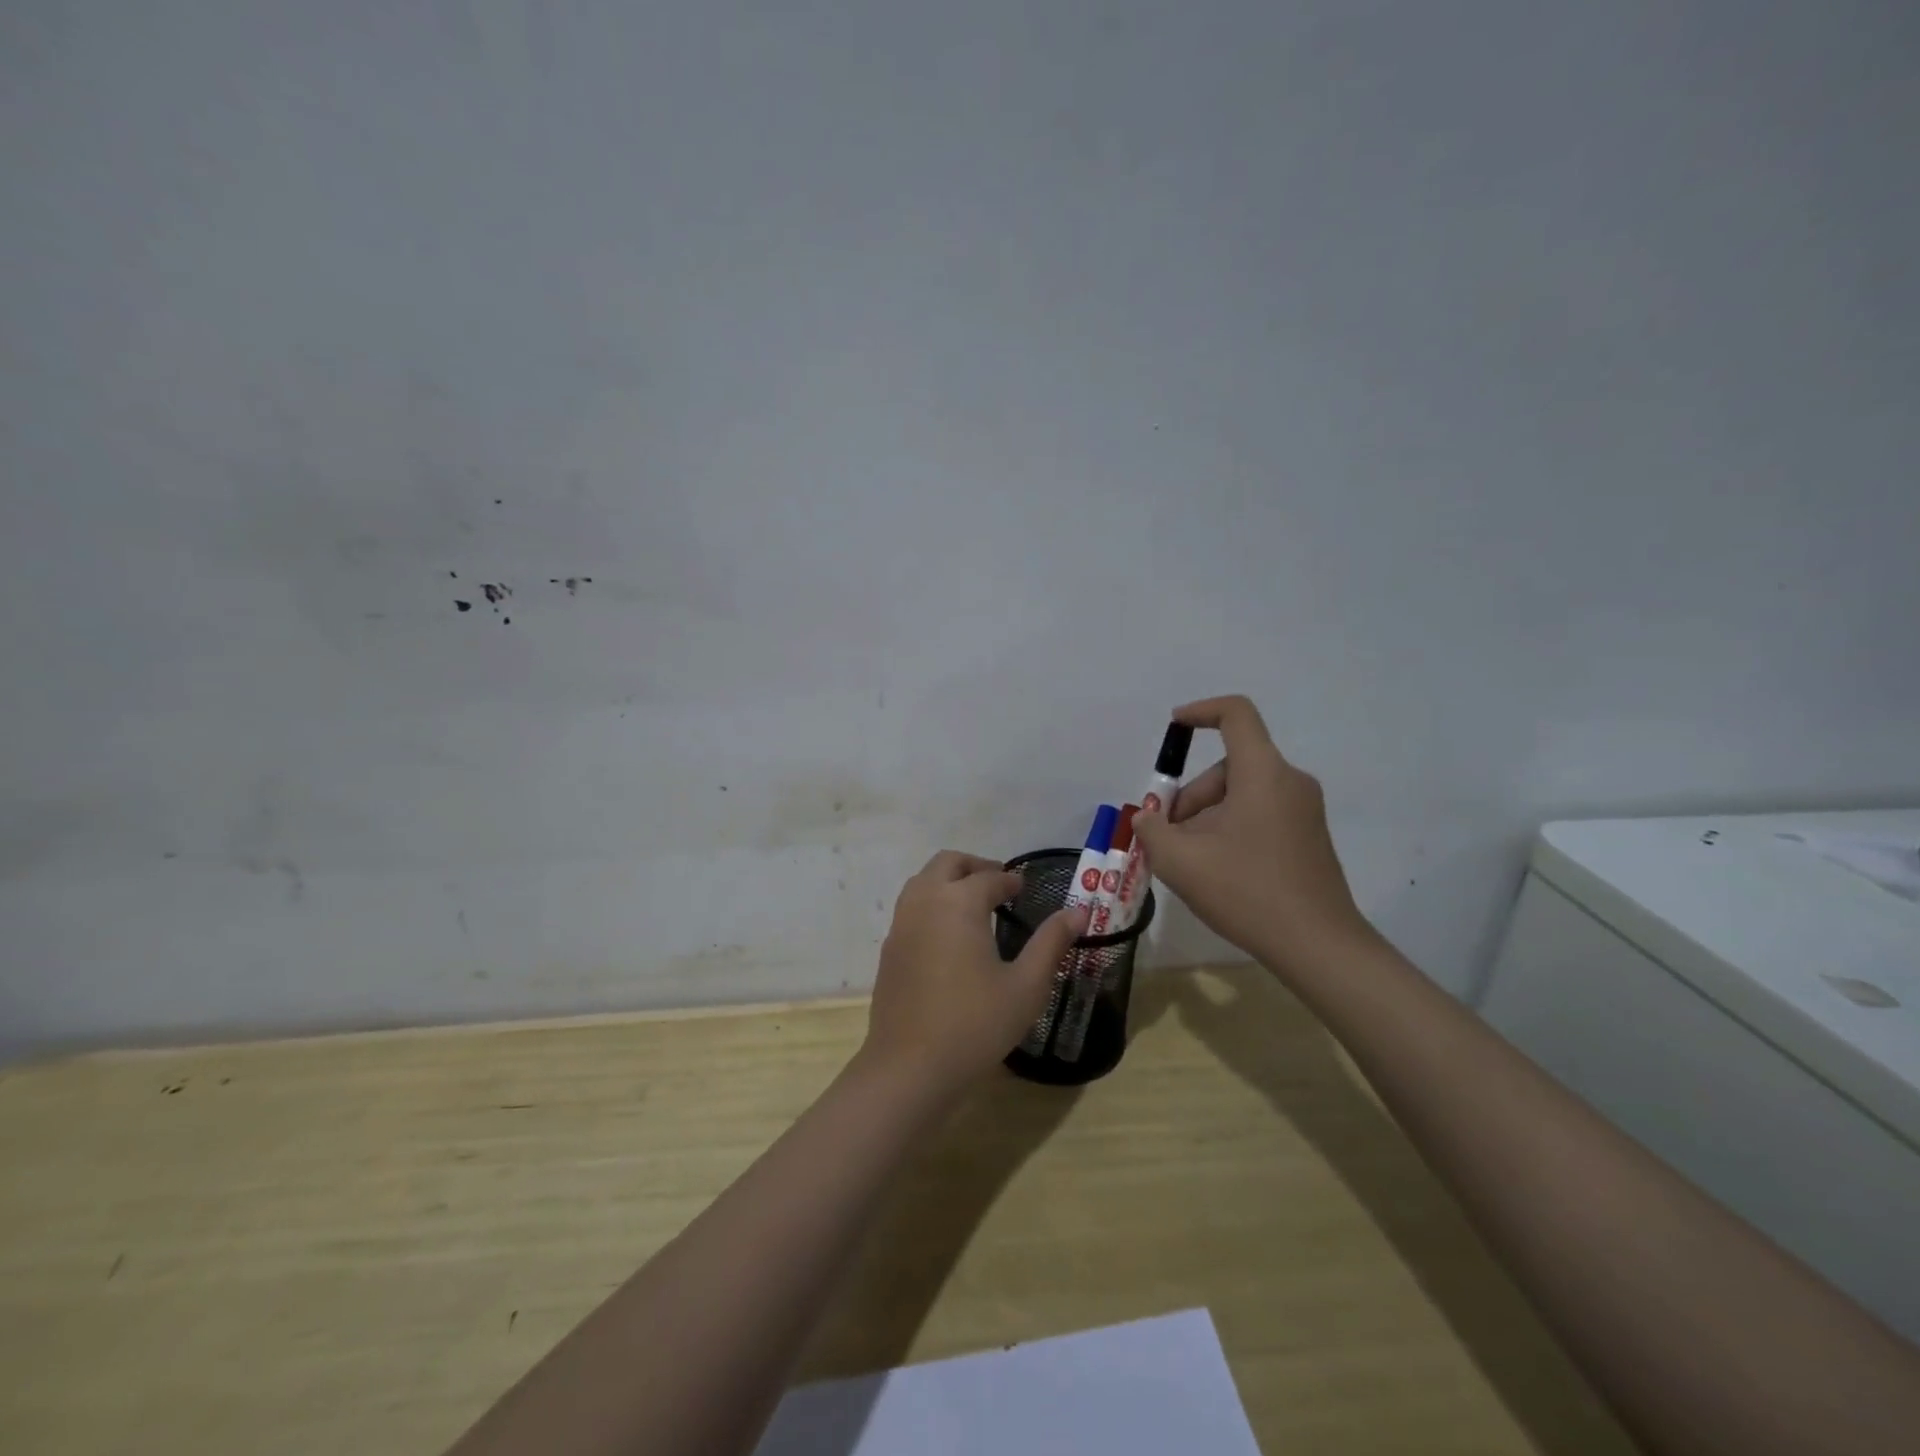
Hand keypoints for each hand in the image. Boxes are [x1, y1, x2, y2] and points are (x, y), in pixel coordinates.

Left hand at [863, 851, 1087, 1092]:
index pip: (989, 877)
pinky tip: (948, 935)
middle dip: (975, 866)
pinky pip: (911, 908)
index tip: (1024, 888)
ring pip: (923, 881)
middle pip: (948, 863)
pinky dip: (931, 903)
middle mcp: (925, 901)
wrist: (910, 1067)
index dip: (1010, 880)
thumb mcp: (1027, 986)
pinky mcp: (888, 949)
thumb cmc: (976, 1024)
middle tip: (999, 883)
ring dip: (949, 881)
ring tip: (975, 904)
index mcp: (959, 902)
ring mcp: (901, 924)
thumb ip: (1051, 943)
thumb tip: (1079, 911)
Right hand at [1131, 695, 1374, 977]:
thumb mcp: (1179, 860)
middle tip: (1168, 838)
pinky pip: (1260, 814)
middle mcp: (1289, 781)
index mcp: (1262, 773)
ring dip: (1207, 817)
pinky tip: (1218, 871)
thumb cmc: (1245, 891)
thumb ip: (1152, 830)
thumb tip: (1148, 820)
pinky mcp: (1309, 837)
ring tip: (1189, 862)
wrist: (1317, 945)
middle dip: (1191, 796)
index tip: (1173, 728)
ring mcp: (1304, 810)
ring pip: (1242, 794)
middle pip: (1229, 767)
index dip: (1200, 711)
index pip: (1235, 714)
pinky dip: (1231, 829)